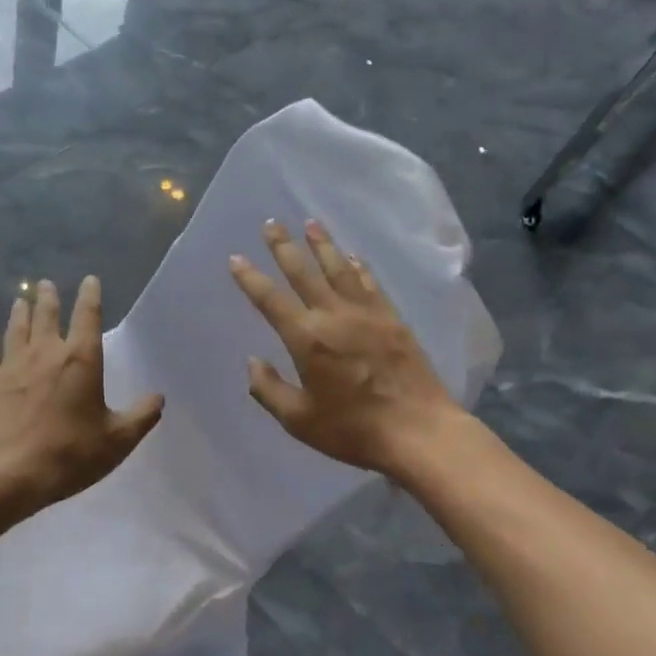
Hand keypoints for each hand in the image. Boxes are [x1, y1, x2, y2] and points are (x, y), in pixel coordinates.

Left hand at [0, 277, 163, 517]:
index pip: (87, 316)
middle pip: (46, 315)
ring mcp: (12, 365)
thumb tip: (158, 397)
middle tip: (45, 284)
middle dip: (48, 297)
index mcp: (81, 359)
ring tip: (20, 301)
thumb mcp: (117, 440)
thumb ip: (141, 416)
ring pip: (15, 329)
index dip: (90, 296)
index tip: (89, 280)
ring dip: (19, 313)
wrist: (8, 473)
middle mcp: (45, 352)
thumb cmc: (69, 453)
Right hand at [229, 220, 458, 478]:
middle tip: (271, 224)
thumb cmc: (353, 430)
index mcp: (307, 339)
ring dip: (322, 245)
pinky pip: (370, 283)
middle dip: (284, 247)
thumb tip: (253, 362)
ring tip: (310, 223)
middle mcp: (334, 316)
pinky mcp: (392, 319)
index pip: (270, 300)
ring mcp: (367, 314)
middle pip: (304, 272)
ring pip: (339, 269)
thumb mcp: (299, 420)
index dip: (250, 278)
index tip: (236, 258)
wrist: (419, 431)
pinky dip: (358, 266)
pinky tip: (352, 257)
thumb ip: (269, 390)